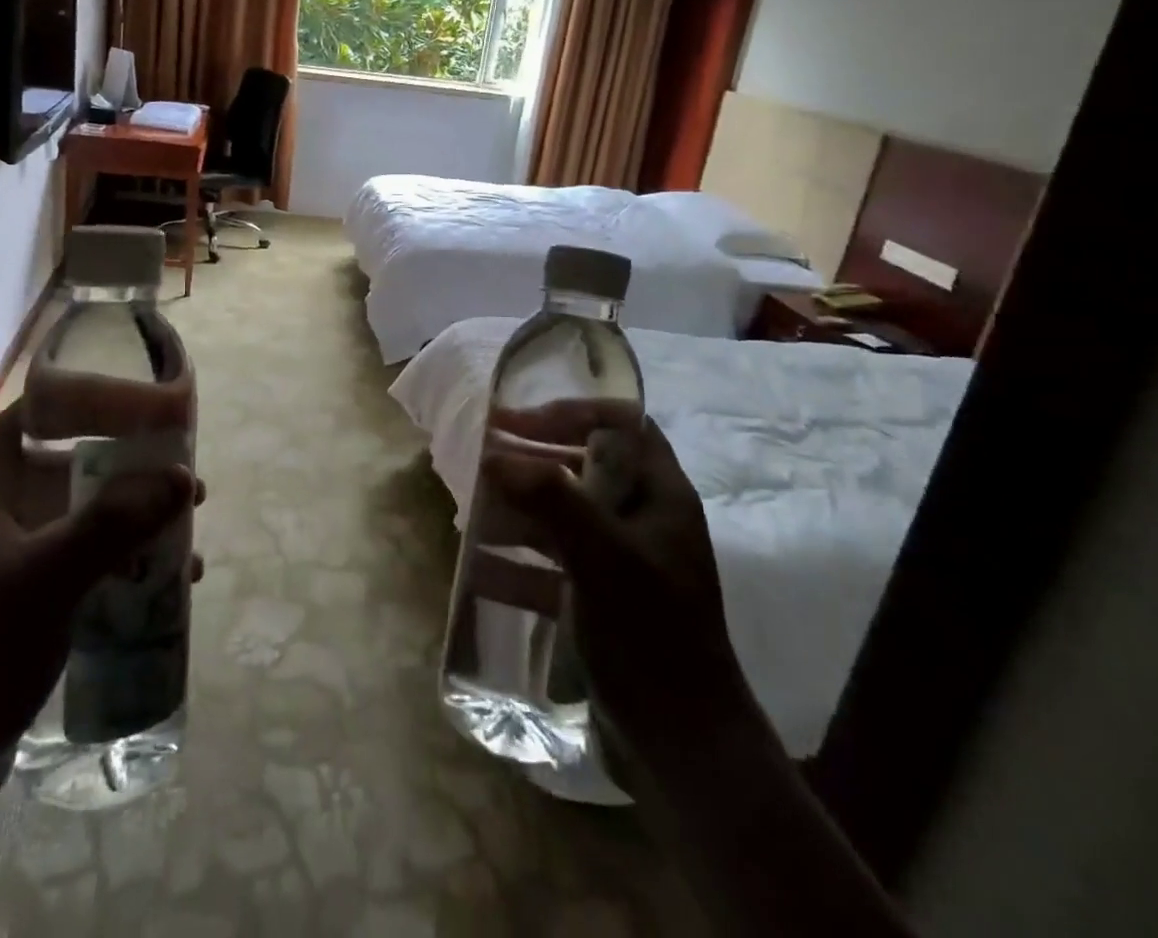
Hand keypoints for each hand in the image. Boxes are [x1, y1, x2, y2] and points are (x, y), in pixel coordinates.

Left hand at [0, 399, 200, 785]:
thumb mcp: (49, 578)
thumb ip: (116, 522)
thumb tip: (181, 476)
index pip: (42, 411)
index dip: (96, 399)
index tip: (152, 408)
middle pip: (72, 462)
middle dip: (132, 468)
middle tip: (182, 476)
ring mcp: (4, 553)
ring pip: (82, 512)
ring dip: (133, 516)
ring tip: (186, 528)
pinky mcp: (19, 594)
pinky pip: (80, 556)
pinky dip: (120, 558)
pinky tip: (164, 582)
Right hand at [482, 406, 743, 762]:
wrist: (682, 745)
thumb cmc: (651, 633)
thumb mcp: (603, 557)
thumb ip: (552, 498)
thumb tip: (494, 453)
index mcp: (660, 496)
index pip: (622, 425)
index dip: (572, 412)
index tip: (520, 420)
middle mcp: (643, 520)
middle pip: (586, 467)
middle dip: (535, 460)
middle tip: (485, 458)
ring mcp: (623, 562)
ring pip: (566, 516)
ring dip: (521, 509)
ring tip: (475, 508)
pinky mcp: (602, 599)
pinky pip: (555, 564)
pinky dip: (520, 561)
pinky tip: (481, 568)